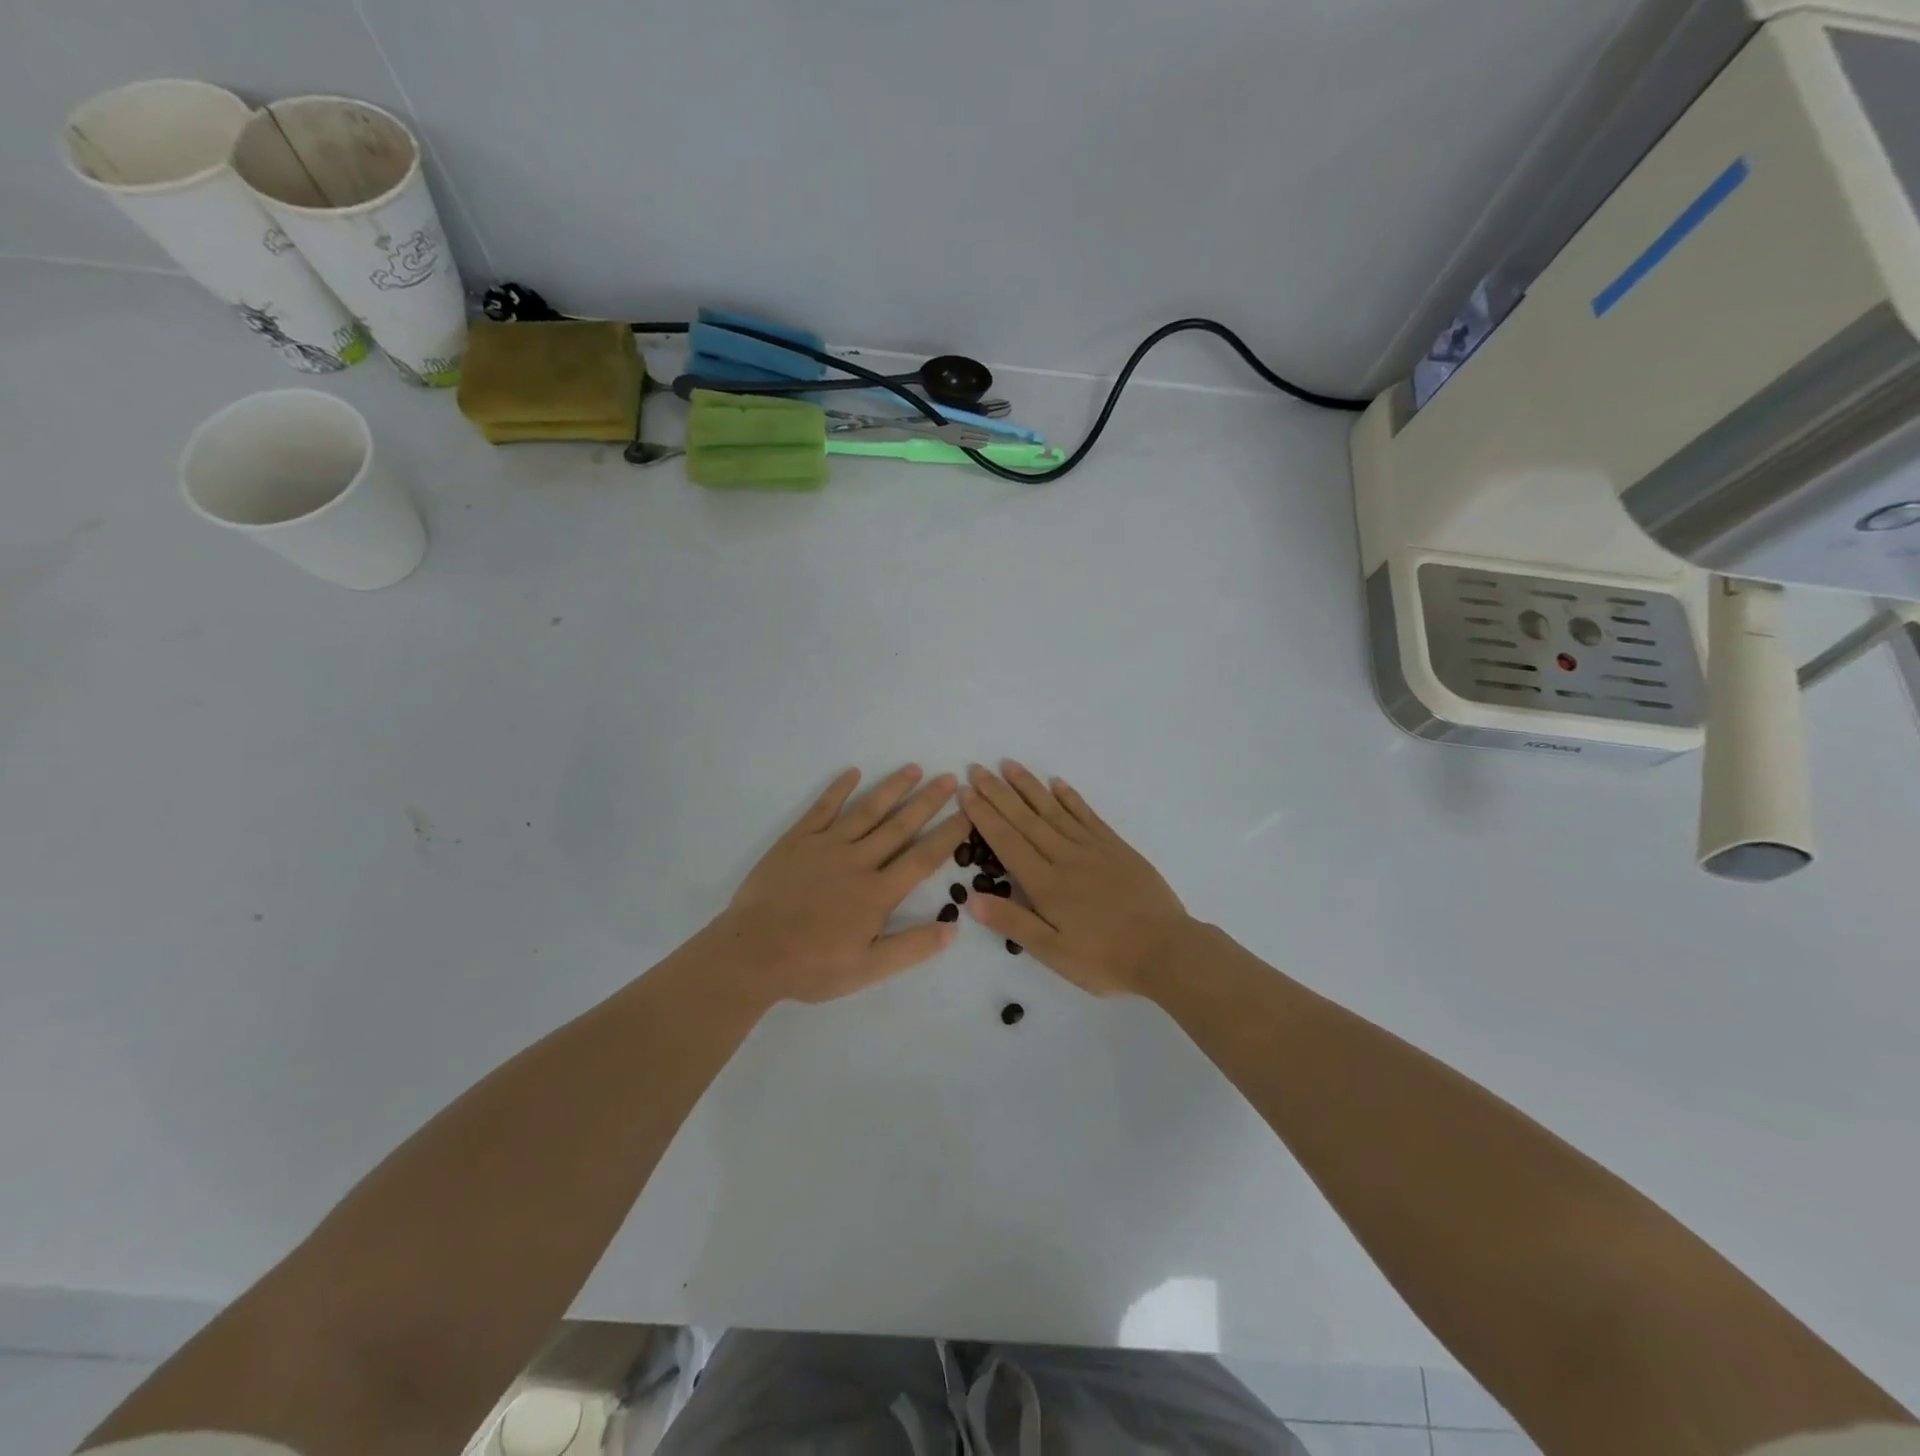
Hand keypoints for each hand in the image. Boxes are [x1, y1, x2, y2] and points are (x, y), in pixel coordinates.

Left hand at [711, 765, 969, 1004]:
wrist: (751, 955)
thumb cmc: (811, 966)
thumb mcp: (867, 969)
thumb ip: (911, 947)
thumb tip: (954, 927)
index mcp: (878, 893)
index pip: (923, 857)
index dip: (949, 834)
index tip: (968, 813)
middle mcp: (858, 861)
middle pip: (900, 825)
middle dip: (927, 801)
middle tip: (949, 778)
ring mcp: (826, 846)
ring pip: (866, 810)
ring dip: (892, 788)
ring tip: (913, 768)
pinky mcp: (797, 841)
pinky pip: (822, 809)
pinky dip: (838, 789)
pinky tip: (853, 772)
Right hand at [960, 762, 1191, 998]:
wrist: (1166, 951)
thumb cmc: (1105, 958)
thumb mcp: (1053, 952)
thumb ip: (1013, 923)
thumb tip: (971, 899)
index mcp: (1046, 884)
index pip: (1007, 841)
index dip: (984, 816)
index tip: (965, 793)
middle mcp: (1065, 857)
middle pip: (1025, 819)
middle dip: (998, 792)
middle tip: (976, 768)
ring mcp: (1092, 848)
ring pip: (1053, 810)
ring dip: (1029, 786)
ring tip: (1009, 765)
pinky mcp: (1116, 847)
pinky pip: (1087, 815)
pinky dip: (1070, 797)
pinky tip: (1057, 783)